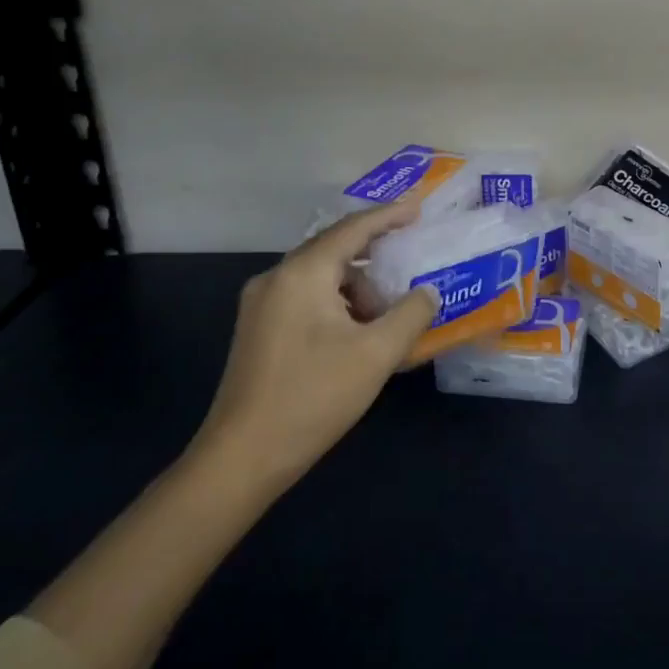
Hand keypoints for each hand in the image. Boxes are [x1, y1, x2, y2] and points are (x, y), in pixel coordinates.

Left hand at [189, 202, 438, 494]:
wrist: (240, 459)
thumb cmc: (312, 397)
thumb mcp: (376, 354)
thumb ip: (411, 314)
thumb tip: (427, 293)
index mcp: (302, 273)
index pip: (353, 229)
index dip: (388, 216)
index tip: (418, 209)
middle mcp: (276, 278)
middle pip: (334, 250)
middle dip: (375, 258)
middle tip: (409, 266)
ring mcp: (260, 304)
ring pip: (320, 278)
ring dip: (356, 290)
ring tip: (384, 321)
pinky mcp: (257, 330)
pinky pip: (305, 298)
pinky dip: (336, 305)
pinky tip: (355, 335)